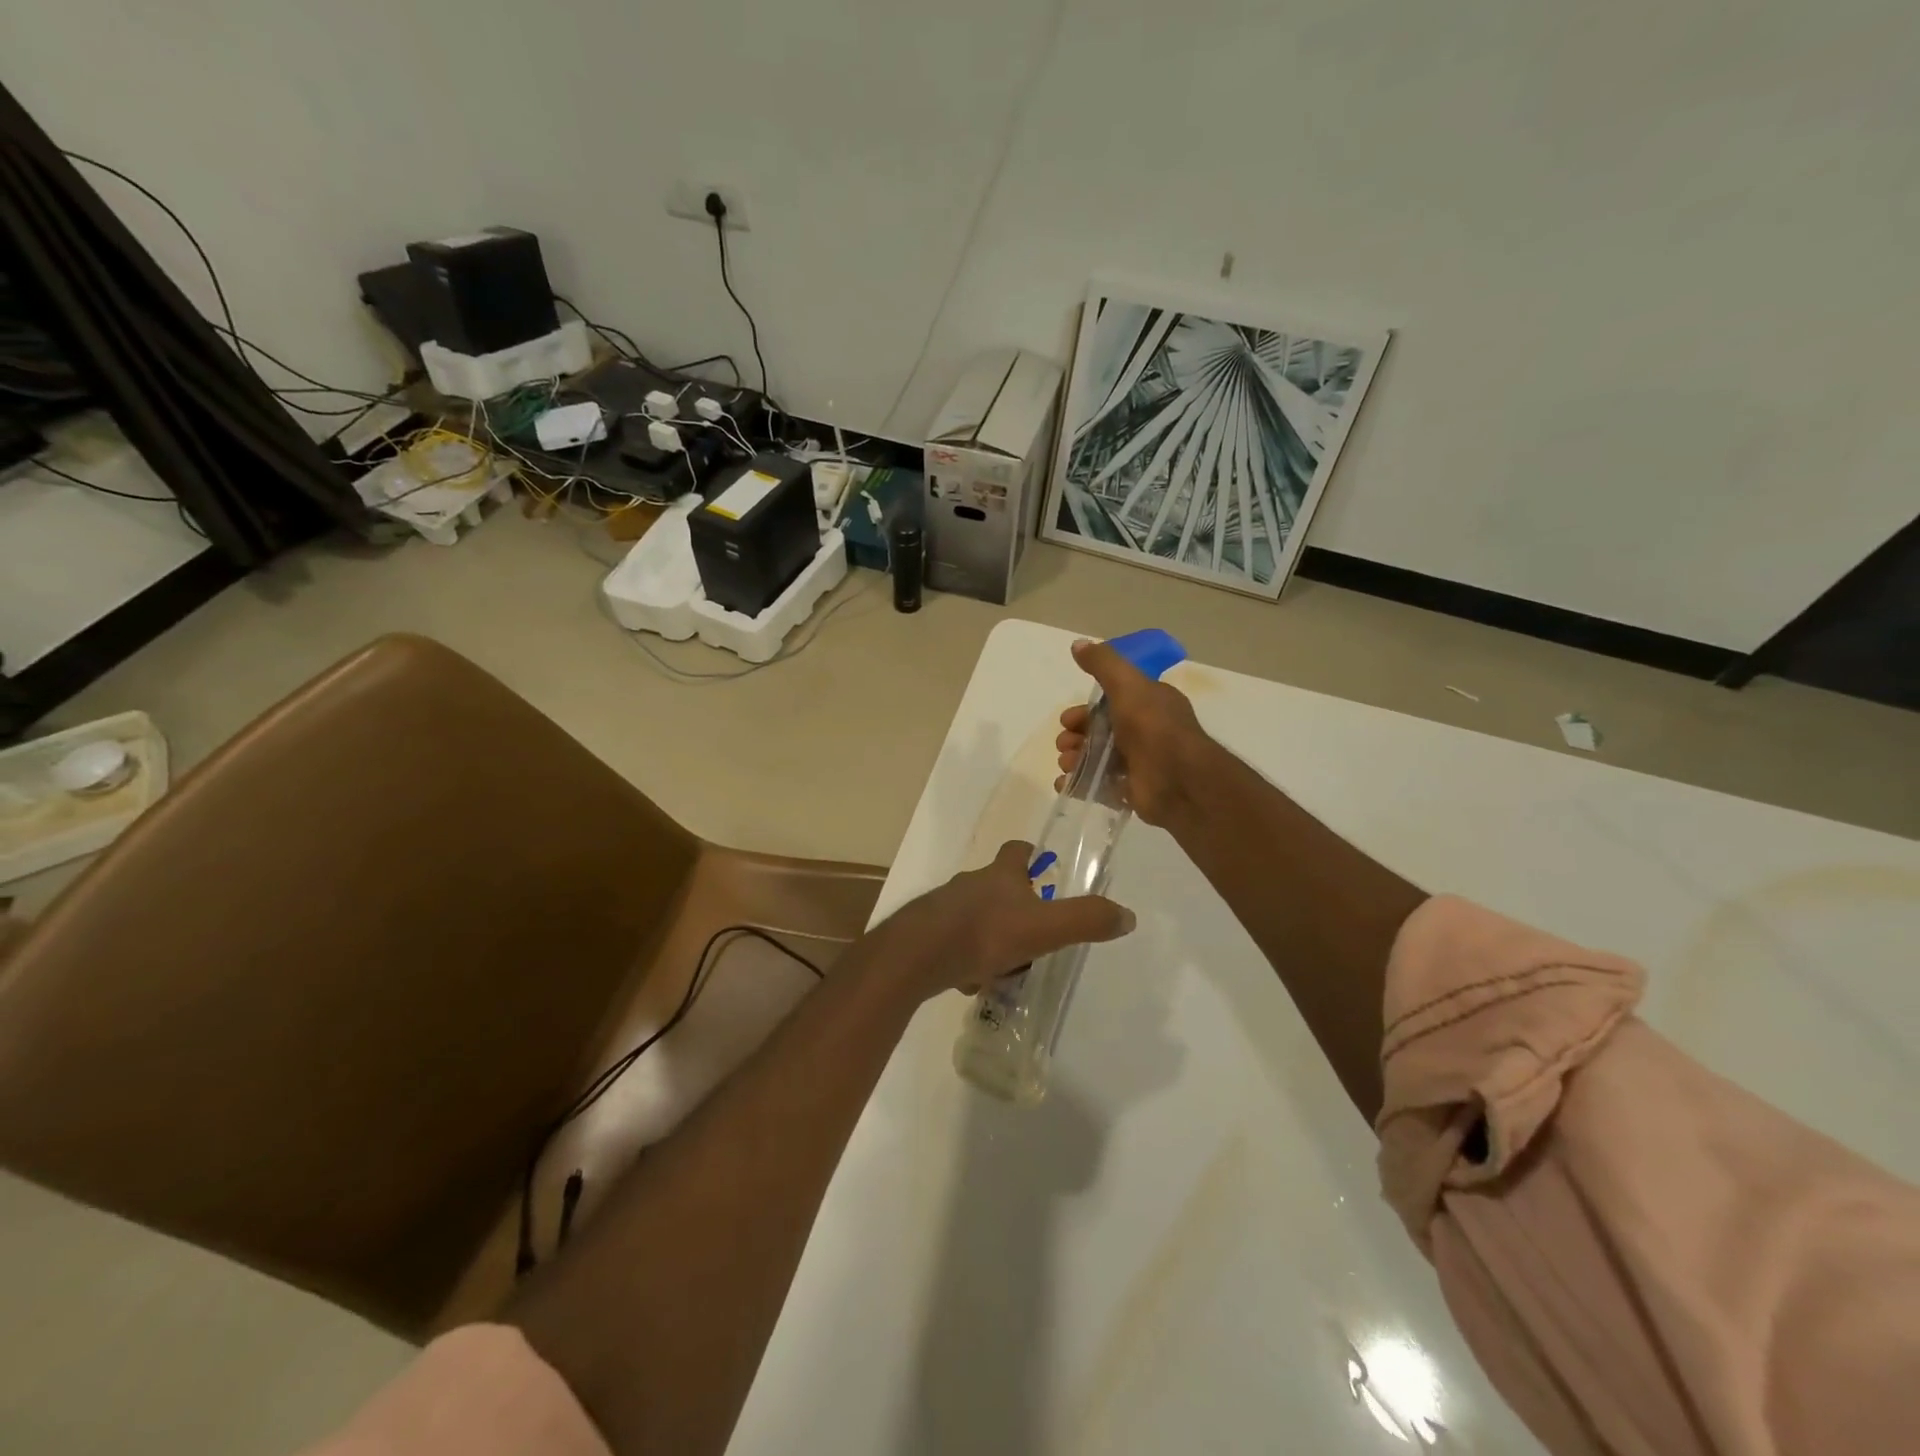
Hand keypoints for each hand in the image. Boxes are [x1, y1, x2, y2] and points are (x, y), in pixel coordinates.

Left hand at [891, 840, 1135, 996]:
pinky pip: (954, 944)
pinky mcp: (927, 935)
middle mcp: (970, 884)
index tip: (1042, 867)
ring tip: (1005, 966)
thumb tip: (1127, 915)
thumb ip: (1086, 920)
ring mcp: (944, 909)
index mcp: (999, 875)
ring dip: (991, 936)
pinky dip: (966, 958)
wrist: (918, 955)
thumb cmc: (985, 933)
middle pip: (996, 886)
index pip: (1016, 851)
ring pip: (975, 917)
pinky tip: (972, 980)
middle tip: (1034, 932)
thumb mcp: (1044, 928)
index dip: (1030, 855)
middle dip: (1015, 905)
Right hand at [1056, 638, 1212, 825]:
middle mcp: (1145, 731)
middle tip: (1064, 743)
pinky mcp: (1131, 790)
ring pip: (1096, 757)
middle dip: (1075, 735)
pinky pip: (1098, 785)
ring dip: (1074, 758)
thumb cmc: (1153, 727)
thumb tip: (1078, 643)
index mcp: (1149, 703)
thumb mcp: (1127, 684)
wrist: (1177, 779)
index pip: (1110, 702)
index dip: (1085, 710)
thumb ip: (1103, 663)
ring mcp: (1138, 763)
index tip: (1067, 719)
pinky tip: (1064, 783)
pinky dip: (1078, 784)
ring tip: (1066, 764)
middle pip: (1099, 731)